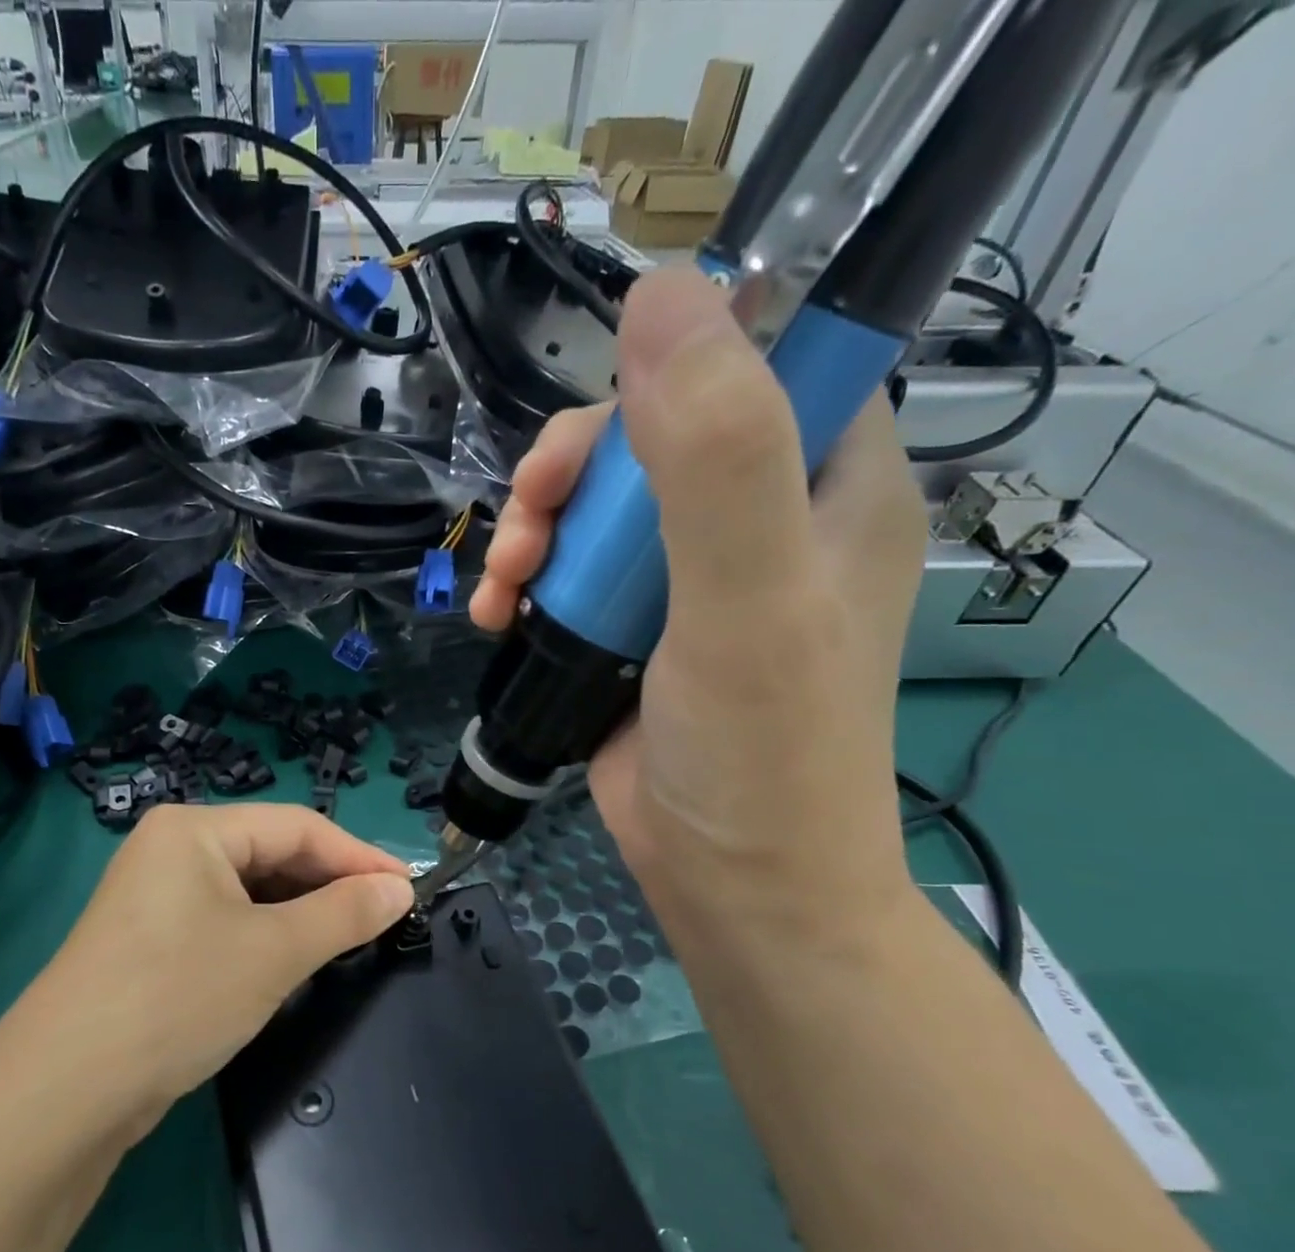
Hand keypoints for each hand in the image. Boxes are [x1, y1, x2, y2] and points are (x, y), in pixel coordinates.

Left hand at [21, 804, 412, 1124]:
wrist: (64, 1092)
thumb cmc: (177, 997)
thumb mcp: (273, 953)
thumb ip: (344, 914)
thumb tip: (400, 889)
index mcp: (195, 829)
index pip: (297, 827)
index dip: (359, 856)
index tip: (410, 888)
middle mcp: (172, 849)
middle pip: (271, 853)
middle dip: (330, 884)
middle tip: (385, 917)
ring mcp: (157, 894)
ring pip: (249, 890)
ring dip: (300, 912)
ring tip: (350, 939)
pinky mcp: (152, 938)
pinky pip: (225, 919)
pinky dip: (266, 934)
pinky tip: (294, 958)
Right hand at [471, 269, 927, 962]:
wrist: (732, 885)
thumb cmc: (760, 749)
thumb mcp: (747, 598)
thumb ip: (715, 453)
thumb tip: (662, 291)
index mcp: (829, 480)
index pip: (759, 362)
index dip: (676, 368)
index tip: (604, 429)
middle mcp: (762, 516)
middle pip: (650, 434)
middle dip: (572, 472)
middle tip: (529, 521)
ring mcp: (688, 576)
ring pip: (595, 503)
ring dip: (533, 530)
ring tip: (503, 583)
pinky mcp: (633, 626)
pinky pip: (568, 568)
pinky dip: (524, 580)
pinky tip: (496, 613)